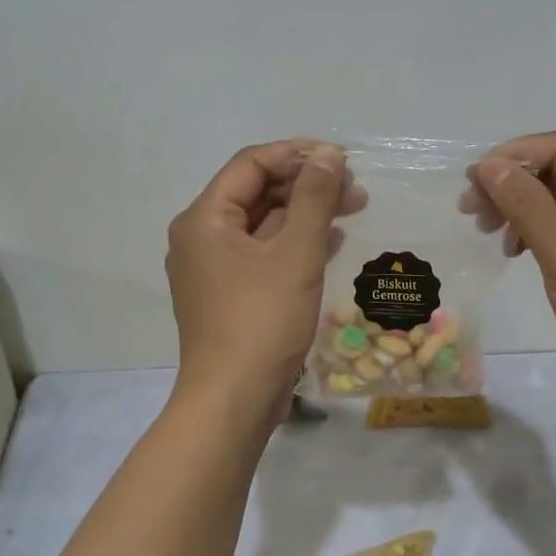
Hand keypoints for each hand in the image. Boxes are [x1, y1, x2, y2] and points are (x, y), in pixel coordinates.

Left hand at [166, 140, 361, 420]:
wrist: (234, 401)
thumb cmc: (262, 321)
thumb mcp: (296, 253)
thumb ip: (314, 198)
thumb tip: (329, 155)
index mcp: (204, 219)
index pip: (251, 164)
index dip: (297, 154)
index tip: (342, 159)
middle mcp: (201, 237)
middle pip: (256, 192)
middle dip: (306, 185)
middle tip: (354, 189)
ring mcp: (213, 269)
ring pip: (262, 224)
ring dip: (305, 213)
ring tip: (352, 209)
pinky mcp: (229, 295)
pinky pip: (262, 254)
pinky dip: (294, 243)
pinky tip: (331, 243)